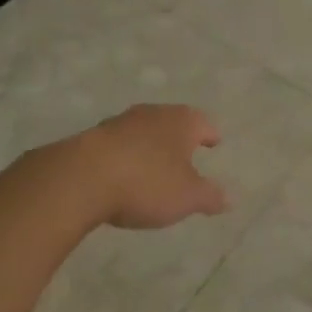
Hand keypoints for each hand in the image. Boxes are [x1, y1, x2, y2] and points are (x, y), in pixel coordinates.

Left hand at [72, 103, 228, 229]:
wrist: (81, 178)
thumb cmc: (146, 183)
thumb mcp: (186, 197)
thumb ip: (209, 196)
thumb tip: (230, 198)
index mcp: (182, 121)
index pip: (204, 123)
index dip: (210, 134)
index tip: (214, 142)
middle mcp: (154, 113)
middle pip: (173, 121)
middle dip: (180, 136)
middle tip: (186, 152)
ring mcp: (121, 122)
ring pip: (144, 130)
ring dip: (150, 144)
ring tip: (153, 163)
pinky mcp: (93, 137)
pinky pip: (118, 144)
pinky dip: (126, 154)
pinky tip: (122, 172)